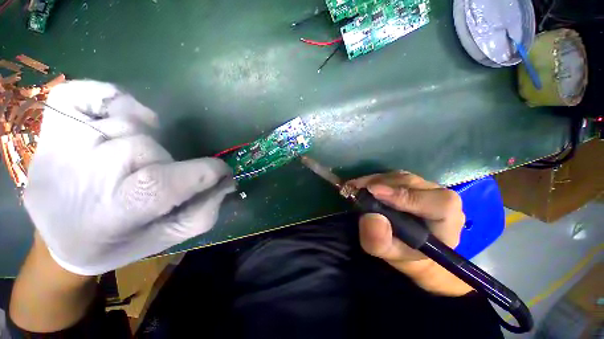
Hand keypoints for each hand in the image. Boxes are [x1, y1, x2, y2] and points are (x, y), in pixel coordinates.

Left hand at [24, 80, 234, 275]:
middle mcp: (89, 172)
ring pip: (132, 125)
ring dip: (145, 142)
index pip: (174, 180)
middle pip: (152, 149)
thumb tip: (226, 182)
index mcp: (117, 210)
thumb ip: (204, 212)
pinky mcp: (55, 120)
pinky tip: (115, 119)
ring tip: (130, 163)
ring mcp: (67, 140)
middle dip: (168, 164)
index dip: (209, 172)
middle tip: (156, 180)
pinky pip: (92, 92)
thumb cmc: (115, 242)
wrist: (54, 237)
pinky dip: (113, 99)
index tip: (221, 173)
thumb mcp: (167, 238)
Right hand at [347, 172, 472, 295]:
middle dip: (381, 185)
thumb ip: (381, 242)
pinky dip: (373, 179)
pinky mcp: (409, 181)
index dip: (405, 196)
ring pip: (399, 177)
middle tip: (355, 189)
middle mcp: (440, 196)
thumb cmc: (406, 253)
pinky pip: (391, 176)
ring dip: (374, 181)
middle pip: (411, 184)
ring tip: (354, 187)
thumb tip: (370, 217)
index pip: (437, 202)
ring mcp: (424, 185)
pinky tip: (360, 185)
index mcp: (448, 219)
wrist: (410, 245)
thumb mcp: (391, 255)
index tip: (374, 193)